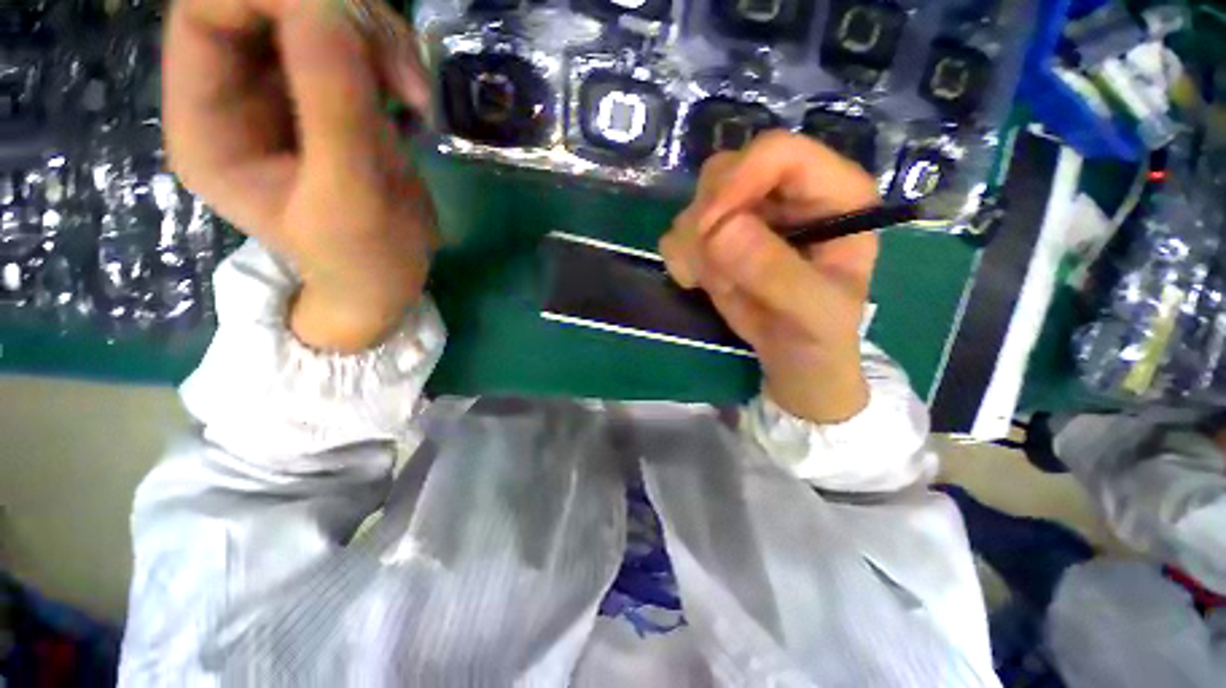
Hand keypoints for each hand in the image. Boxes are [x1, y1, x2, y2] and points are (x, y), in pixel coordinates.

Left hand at [164, 0, 434, 351]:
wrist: (389, 281)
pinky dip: (391, 55)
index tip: (344, 25)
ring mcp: (283, 92)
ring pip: (318, 14)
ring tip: (416, 92)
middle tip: (402, 70)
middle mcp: (233, 95)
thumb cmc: (365, 260)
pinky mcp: (329, 96)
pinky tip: (415, 99)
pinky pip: (354, 42)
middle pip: (267, 5)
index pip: (207, 14)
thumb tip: (326, 9)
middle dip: (340, 18)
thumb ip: (334, 110)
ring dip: (376, 37)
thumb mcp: (351, 201)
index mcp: (208, 127)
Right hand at [660, 133, 880, 423]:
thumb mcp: (811, 310)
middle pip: (725, 170)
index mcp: (831, 192)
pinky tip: (700, 283)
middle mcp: (784, 192)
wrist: (794, 354)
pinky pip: (678, 233)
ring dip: (693, 247)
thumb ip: (774, 271)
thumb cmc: (819, 332)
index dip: (737, 181)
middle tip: (709, 264)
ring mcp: (745, 213)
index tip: (708, 228)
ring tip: (718, 284)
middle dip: (706, 219)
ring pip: (694, 202)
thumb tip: (719, 230)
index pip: (777, 151)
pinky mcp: (715, 237)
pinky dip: (680, 260)